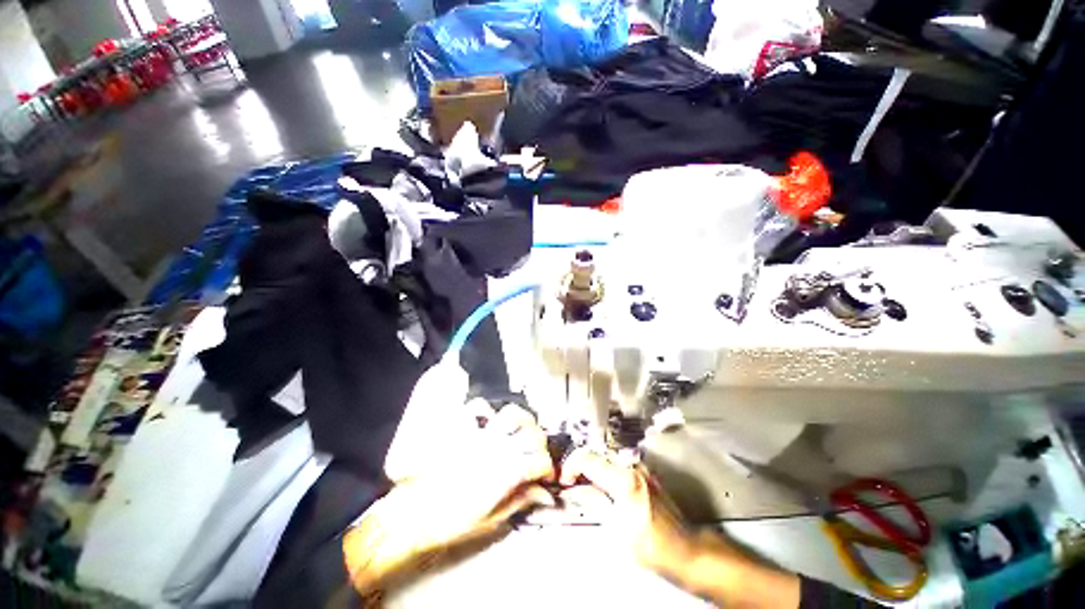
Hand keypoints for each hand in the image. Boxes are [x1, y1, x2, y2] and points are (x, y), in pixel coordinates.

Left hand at [345, 405, 554, 596]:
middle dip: (540, 442)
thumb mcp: (491, 519)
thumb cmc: (451, 522)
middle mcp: (499, 448)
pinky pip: (479, 408)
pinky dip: (488, 411)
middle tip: (536, 452)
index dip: (547, 468)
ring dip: (522, 420)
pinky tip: (490, 421)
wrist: (414, 514)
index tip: (546, 475)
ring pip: (512, 414)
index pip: (539, 461)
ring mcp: (482, 435)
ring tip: (520, 430)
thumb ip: (520, 500)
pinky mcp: (465, 429)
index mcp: (507, 472)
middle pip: (533, 433)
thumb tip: (545, 496)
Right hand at [558, 448, 696, 579]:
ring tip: (585, 484)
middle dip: (580, 465)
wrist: (685, 549)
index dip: (570, 467)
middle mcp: (632, 467)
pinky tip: (603, 486)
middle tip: (571, 482)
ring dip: (593, 467)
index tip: (563, 480)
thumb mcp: (616, 530)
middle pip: (597, 454)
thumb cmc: (651, 546)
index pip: (587, 459)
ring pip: (608, 458)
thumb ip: (594, 503)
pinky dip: (606, 470)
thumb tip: (576, 491)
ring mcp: (641, 468)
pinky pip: (619, 465)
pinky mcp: (646, 474)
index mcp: (623, 479)